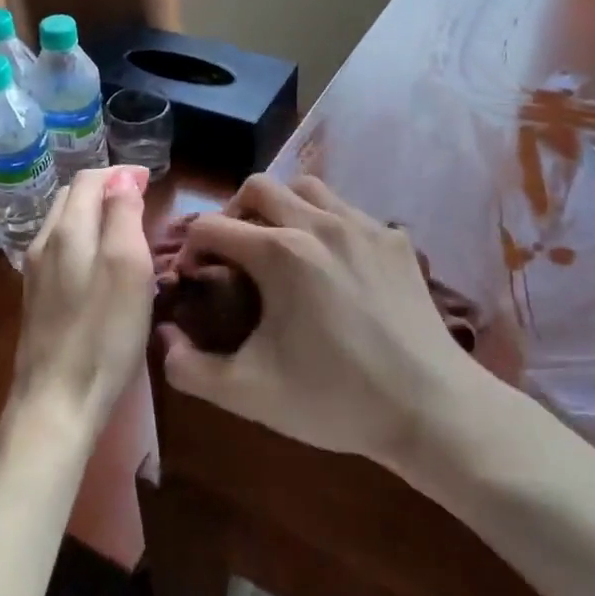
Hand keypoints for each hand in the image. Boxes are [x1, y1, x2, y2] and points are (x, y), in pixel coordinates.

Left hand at [6, 166, 154, 443]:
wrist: (56, 402)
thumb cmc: (104, 333)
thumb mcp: (127, 267)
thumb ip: (123, 214)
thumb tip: (123, 176)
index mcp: (68, 230)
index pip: (90, 179)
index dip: (121, 173)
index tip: (151, 181)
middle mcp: (45, 243)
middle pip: (72, 197)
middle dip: (105, 189)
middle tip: (140, 199)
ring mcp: (35, 273)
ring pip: (63, 223)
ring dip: (92, 213)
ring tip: (124, 226)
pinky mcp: (36, 299)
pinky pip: (60, 250)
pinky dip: (83, 239)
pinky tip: (99, 262)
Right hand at [158, 176, 471, 464]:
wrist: (430, 408)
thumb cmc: (335, 399)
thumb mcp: (250, 393)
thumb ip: (190, 368)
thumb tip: (164, 338)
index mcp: (279, 252)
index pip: (212, 226)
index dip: (190, 248)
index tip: (193, 277)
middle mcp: (318, 222)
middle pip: (258, 187)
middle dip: (232, 212)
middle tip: (231, 251)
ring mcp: (362, 225)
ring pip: (307, 186)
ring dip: (281, 205)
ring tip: (278, 242)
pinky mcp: (394, 238)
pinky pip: (348, 211)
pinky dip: (326, 221)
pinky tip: (331, 262)